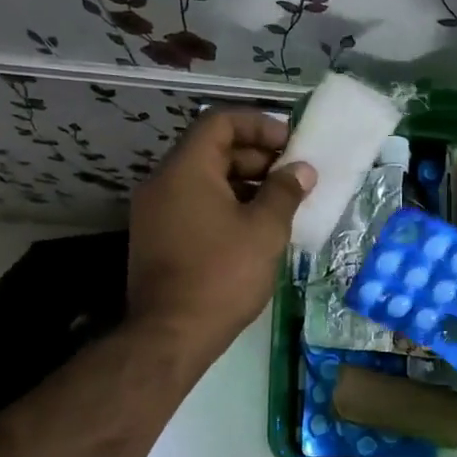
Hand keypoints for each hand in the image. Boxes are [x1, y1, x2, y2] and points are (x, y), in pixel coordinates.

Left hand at [128, 109, 314, 362]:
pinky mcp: (157, 239)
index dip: (259, 124)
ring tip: (280, 203)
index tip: (290, 144)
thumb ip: (284, 192)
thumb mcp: (264, 230)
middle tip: (292, 176)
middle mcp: (163, 182)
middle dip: (255, 157)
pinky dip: (225, 206)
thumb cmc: (222, 275)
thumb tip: (301, 170)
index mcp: (186, 170)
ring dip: (243, 184)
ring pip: (203, 180)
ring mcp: (155, 212)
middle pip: (211, 150)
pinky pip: (194, 205)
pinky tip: (254, 229)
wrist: (171, 334)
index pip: (220, 122)